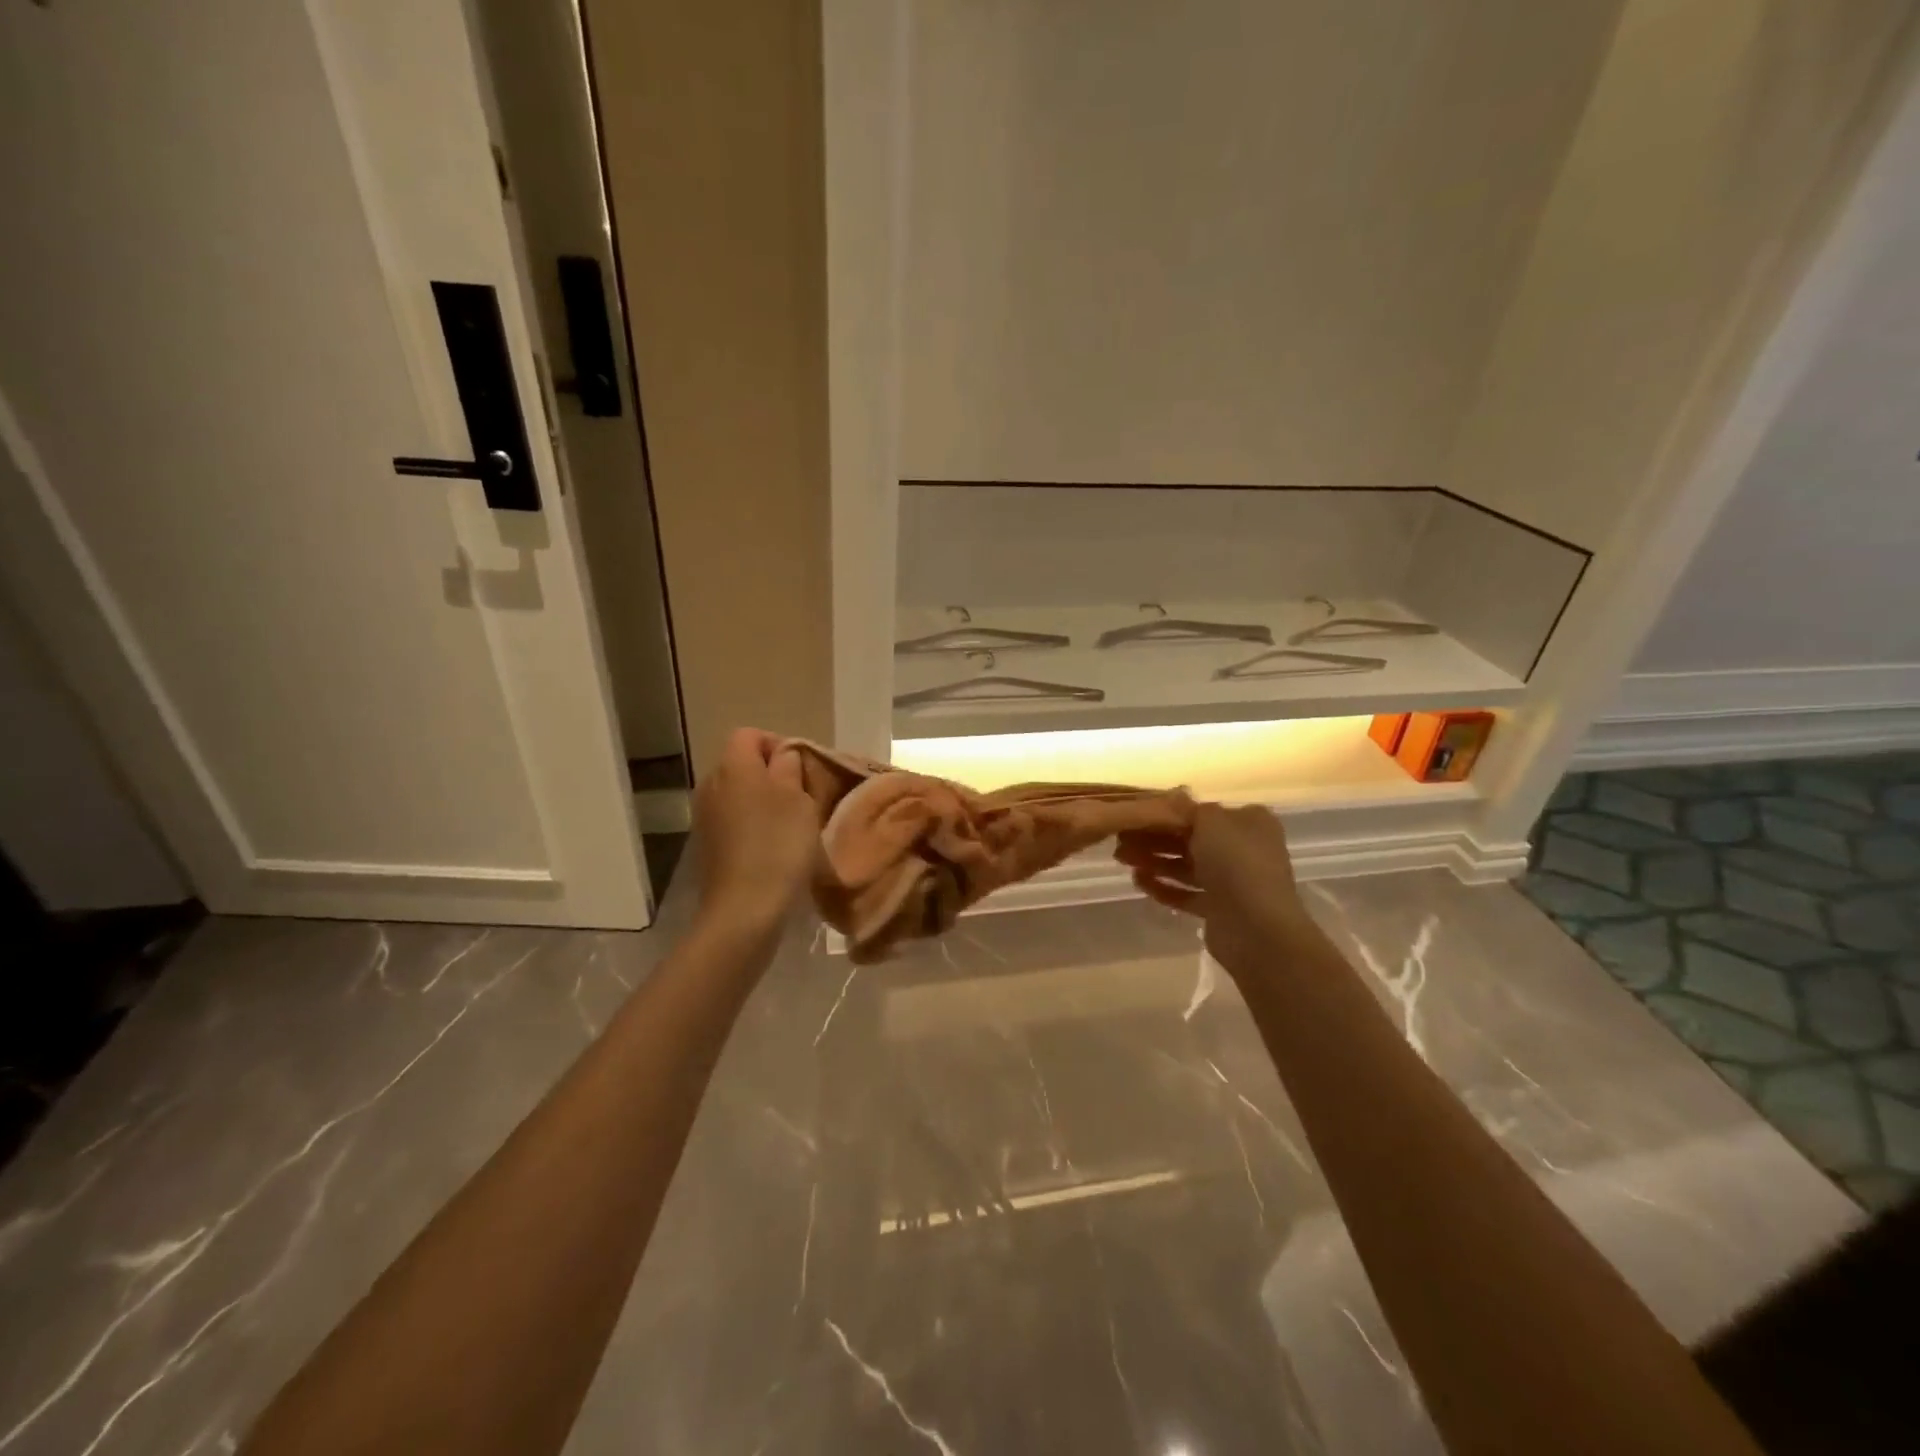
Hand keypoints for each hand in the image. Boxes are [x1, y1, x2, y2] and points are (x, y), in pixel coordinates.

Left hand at [691, 728, 818, 932]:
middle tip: (801, 796)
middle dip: (770, 774)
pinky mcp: (706, 845)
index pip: (750, 734)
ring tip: (789, 824)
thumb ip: (789, 767)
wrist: (744, 908)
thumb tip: (782, 756)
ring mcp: (704, 817)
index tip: (802, 769)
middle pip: (741, 763)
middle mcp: (711, 784)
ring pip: (737, 793)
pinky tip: (771, 847)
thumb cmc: (778, 844)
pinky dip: (751, 825)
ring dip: (762, 801)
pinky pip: (732, 819)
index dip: (777, 744)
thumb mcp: (798, 798)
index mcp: (733, 766)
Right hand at [1114, 802, 1325, 976]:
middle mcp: (1244, 849)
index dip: (1170, 812)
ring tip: (1123, 860)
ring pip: (1187, 866)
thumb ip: (1188, 808)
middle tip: (1121, 840)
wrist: (1256, 927)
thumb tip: (1175, 797)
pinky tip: (1138, 881)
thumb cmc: (1236, 861)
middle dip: (1155, 839)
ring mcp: (1232, 881)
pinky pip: (1187, 893)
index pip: (1205, 812)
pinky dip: (1164, 887)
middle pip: (1192, 839)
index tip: (1139, 814)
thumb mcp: (1210, 820)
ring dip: (1155, 862)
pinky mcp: (1219, 909)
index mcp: (1249, 822)